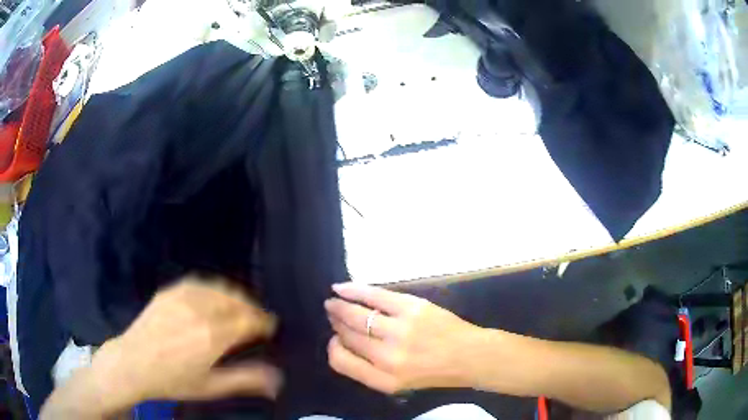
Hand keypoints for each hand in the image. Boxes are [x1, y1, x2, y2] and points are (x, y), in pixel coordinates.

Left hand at [92, 279, 281, 404]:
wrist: (133, 363)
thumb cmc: (173, 380)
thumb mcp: (211, 386)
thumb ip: (245, 380)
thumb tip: (278, 379)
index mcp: (213, 336)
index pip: (249, 321)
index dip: (263, 322)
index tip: (270, 327)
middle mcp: (201, 311)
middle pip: (237, 302)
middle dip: (252, 308)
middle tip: (257, 319)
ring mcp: (183, 297)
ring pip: (219, 288)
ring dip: (235, 296)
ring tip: (240, 306)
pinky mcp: (169, 292)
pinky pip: (199, 283)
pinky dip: (213, 288)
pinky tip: (213, 296)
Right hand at [325, 283, 481, 393]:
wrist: (468, 355)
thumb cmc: (433, 371)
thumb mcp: (398, 383)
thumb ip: (369, 370)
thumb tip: (343, 342)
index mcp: (383, 380)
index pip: (340, 361)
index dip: (333, 347)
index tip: (335, 339)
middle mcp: (388, 357)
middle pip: (347, 335)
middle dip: (336, 323)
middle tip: (332, 313)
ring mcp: (400, 331)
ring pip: (356, 315)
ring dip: (339, 307)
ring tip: (333, 302)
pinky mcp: (411, 308)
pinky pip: (374, 296)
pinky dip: (354, 290)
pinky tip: (341, 288)